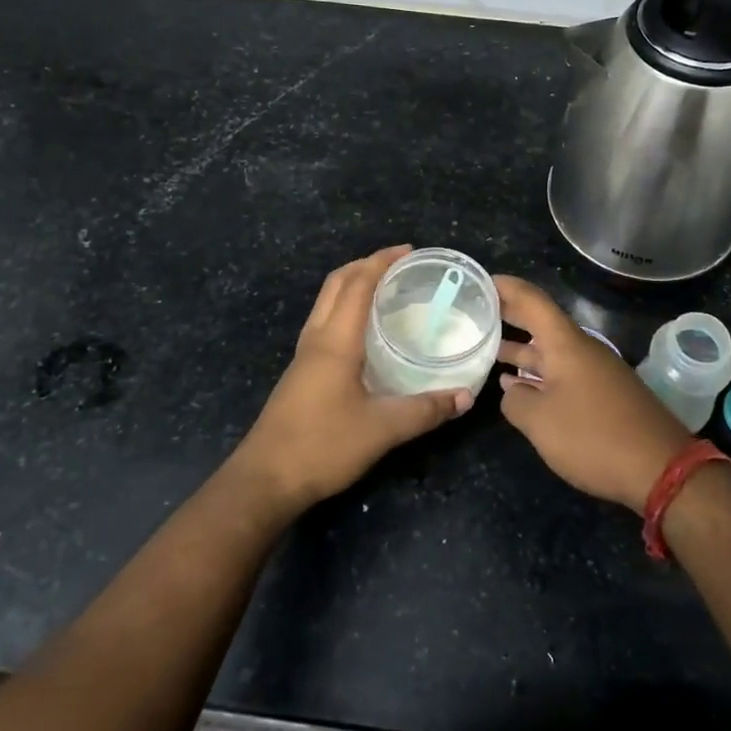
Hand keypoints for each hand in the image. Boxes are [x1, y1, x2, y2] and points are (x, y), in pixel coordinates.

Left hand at [229, 245, 473, 516]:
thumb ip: (425, 411)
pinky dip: (344, 309)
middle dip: (365, 265)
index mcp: (335, 341)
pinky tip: (363, 332)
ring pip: (325, 303)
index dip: (381, 261)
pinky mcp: (300, 373)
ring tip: (384, 289)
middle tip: (398, 264)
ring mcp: (303, 356)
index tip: (409, 251)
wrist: (265, 480)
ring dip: (352, 285)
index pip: (357, 285)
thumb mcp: (382, 429)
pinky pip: (324, 323)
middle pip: (336, 285)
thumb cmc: (322, 446)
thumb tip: (465, 397)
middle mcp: (316, 339)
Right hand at [495, 276, 691, 512]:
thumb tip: (511, 390)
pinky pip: (564, 373)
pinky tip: (520, 387)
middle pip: (542, 323)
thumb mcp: (540, 421)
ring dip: (522, 350)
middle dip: (511, 315)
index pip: (532, 301)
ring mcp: (596, 372)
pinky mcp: (604, 395)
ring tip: (489, 350)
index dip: (506, 288)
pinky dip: (539, 374)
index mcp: (566, 344)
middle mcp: (582, 349)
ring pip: (552, 351)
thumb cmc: (593, 436)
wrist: (661, 468)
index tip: (481, 281)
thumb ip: (516, 401)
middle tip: (478, 311)